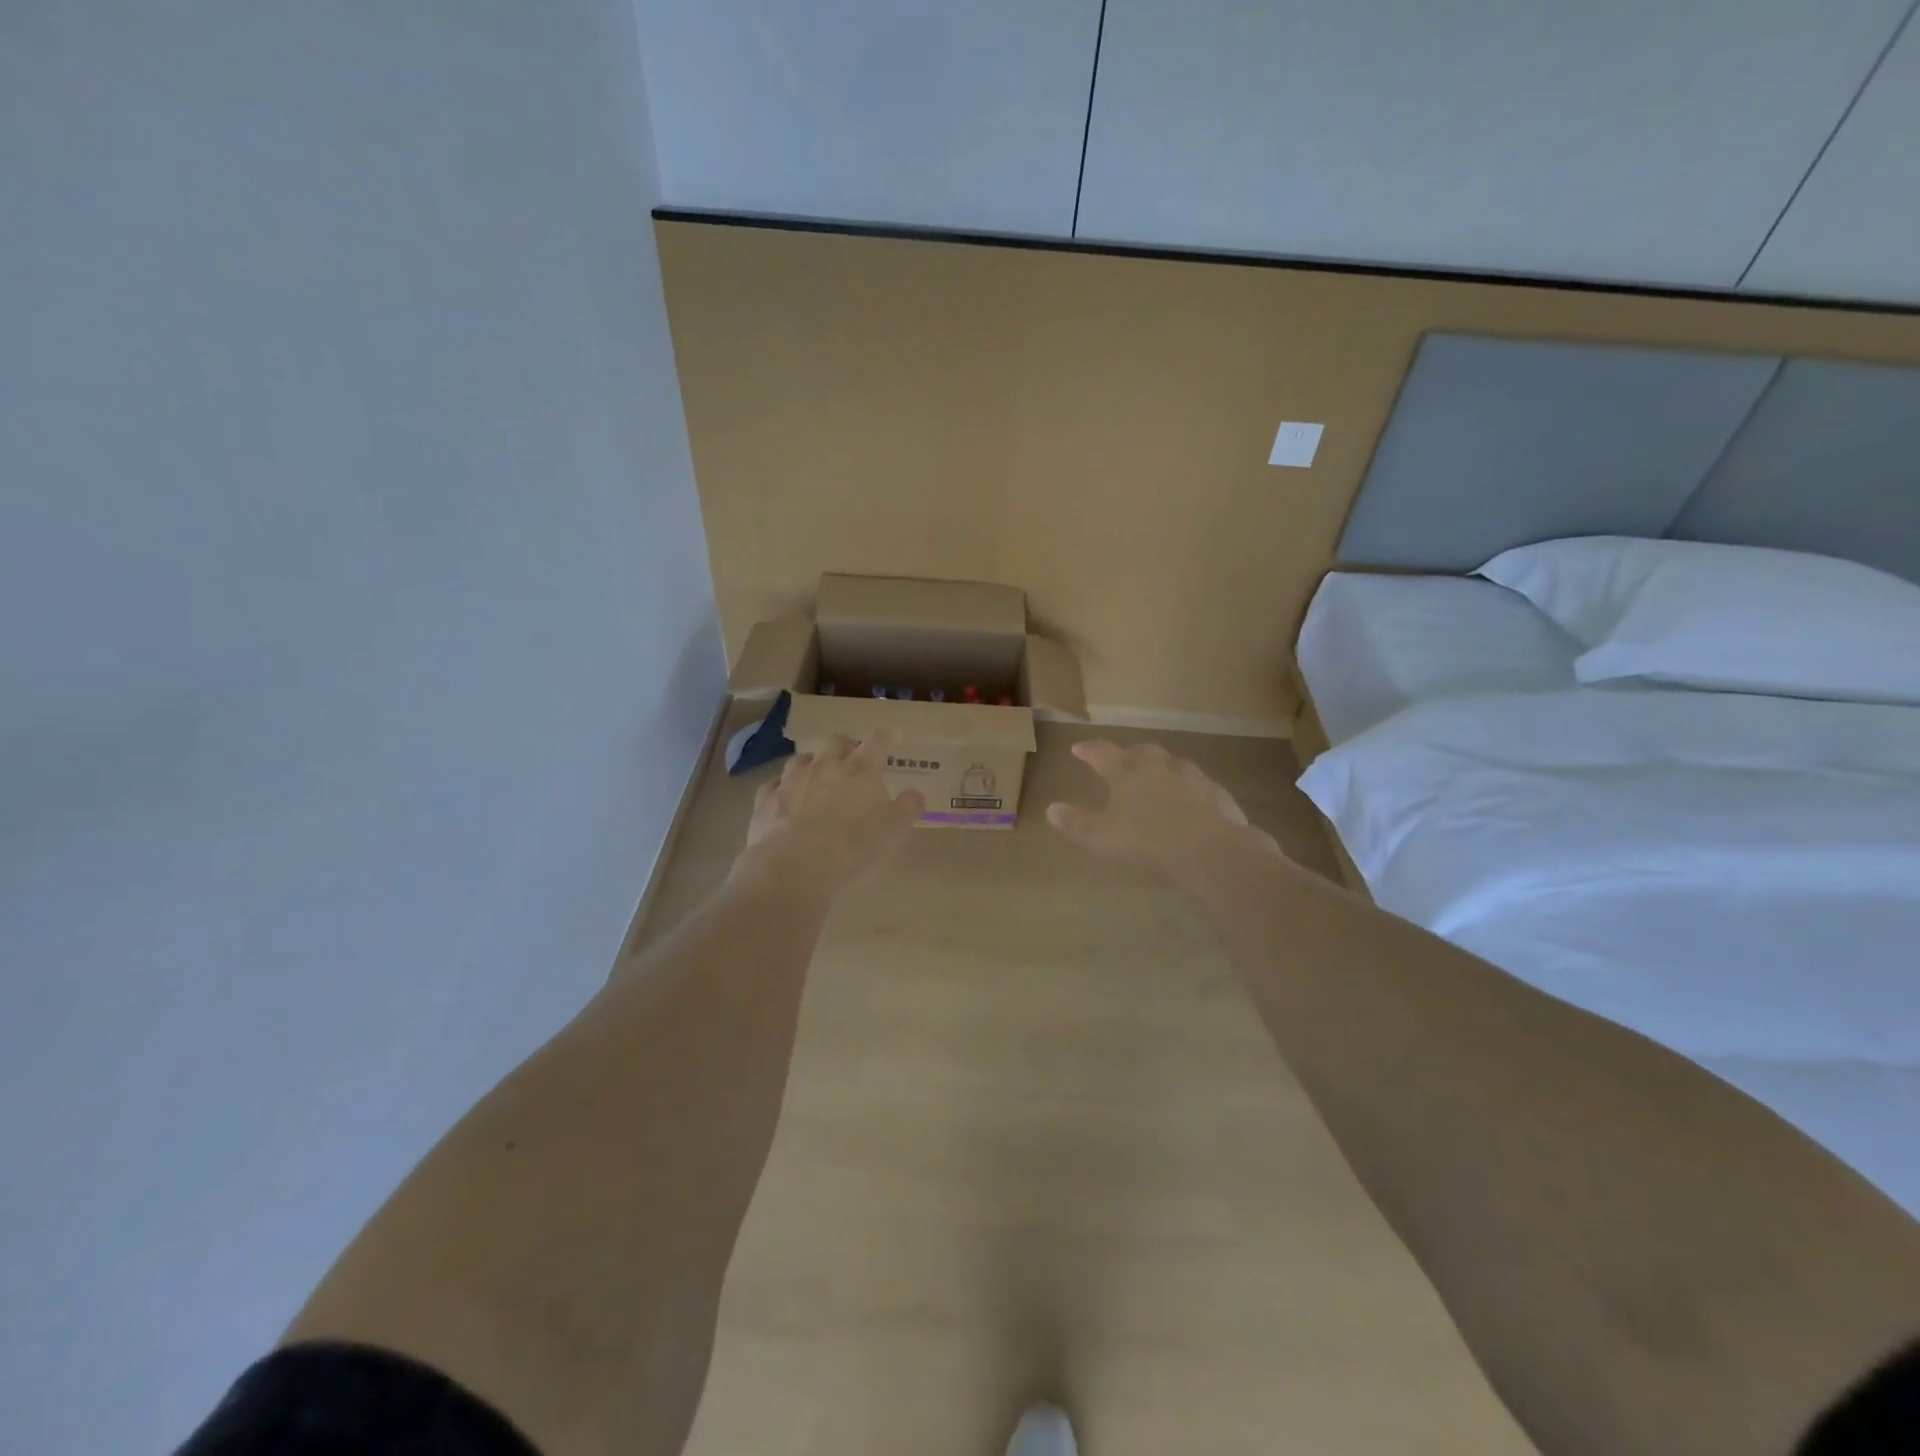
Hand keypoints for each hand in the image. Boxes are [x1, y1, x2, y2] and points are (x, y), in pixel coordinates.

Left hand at [735, 733, 923, 895]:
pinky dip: (782, 787)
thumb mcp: (895, 830)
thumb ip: (909, 807)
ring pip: (802, 759)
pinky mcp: (766, 800)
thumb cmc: (854, 846)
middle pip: (836, 742)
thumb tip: (914, 793)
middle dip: (846, 746)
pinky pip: (774, 784)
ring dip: (812, 763)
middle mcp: (825, 766)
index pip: (878, 742)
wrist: (795, 866)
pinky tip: (785, 796)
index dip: (888, 736)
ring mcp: (791, 780)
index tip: (895, 736)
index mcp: (860, 770)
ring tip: (817, 775)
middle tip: (853, 757)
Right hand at [1047, 739, 1278, 878]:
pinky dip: (1190, 792)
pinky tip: (1190, 804)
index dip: (1089, 750)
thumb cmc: (1144, 839)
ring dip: (1162, 770)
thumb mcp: (1100, 837)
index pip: (1101, 752)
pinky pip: (1199, 788)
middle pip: (1141, 752)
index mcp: (1126, 771)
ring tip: (1158, 781)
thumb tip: (1051, 809)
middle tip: (1123, 761)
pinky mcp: (1217, 794)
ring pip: (1173, 765)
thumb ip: (1076, 823)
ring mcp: (1191, 777)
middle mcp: (1158, 765)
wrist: (1206, 848)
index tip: (1078, 748)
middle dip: (1130, 755)